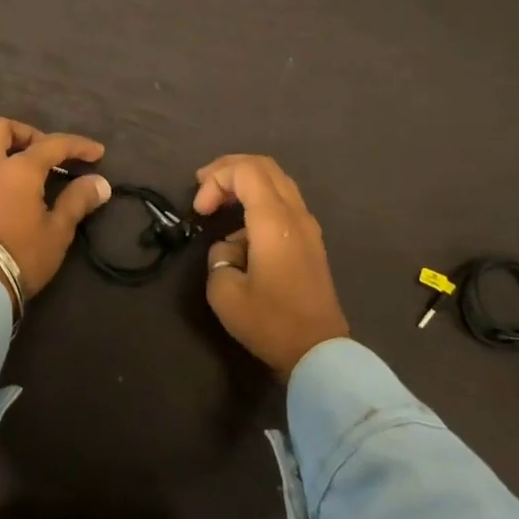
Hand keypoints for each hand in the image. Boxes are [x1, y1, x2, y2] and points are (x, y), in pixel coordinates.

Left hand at [0, 118, 111, 301]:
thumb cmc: (23, 253)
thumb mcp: (58, 230)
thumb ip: (77, 201)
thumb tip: (99, 183)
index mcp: (19, 169)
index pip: (52, 144)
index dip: (77, 146)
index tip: (97, 153)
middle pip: (1, 129)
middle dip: (27, 134)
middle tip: (49, 154)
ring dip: (13, 155)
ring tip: (38, 179)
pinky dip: (3, 175)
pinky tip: (19, 198)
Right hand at [194, 154, 349, 378]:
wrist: (318, 352)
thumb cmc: (270, 322)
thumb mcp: (225, 292)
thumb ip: (219, 255)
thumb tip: (229, 247)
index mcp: (274, 221)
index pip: (245, 171)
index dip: (216, 180)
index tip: (200, 211)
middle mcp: (295, 214)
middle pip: (263, 166)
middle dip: (228, 169)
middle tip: (202, 185)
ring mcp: (307, 226)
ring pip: (276, 180)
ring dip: (244, 182)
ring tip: (218, 200)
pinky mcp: (310, 240)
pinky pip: (283, 201)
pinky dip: (258, 198)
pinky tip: (241, 226)